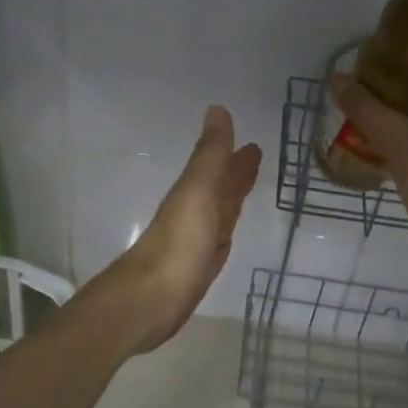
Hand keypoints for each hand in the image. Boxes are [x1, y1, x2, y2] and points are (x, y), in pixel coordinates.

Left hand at [97, 105, 262, 354]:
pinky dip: (226, 229)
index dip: (236, 156)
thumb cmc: (178, 242)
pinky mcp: (199, 268)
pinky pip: (218, 240)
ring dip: (232, 198)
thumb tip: (217, 109)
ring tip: (248, 185)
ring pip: (220, 212)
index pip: (220, 167)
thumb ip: (209, 154)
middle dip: (236, 173)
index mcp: (195, 192)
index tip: (254, 144)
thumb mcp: (197, 190)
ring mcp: (197, 241)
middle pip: (220, 188)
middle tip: (256, 156)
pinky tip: (227, 232)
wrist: (151, 298)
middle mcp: (196, 213)